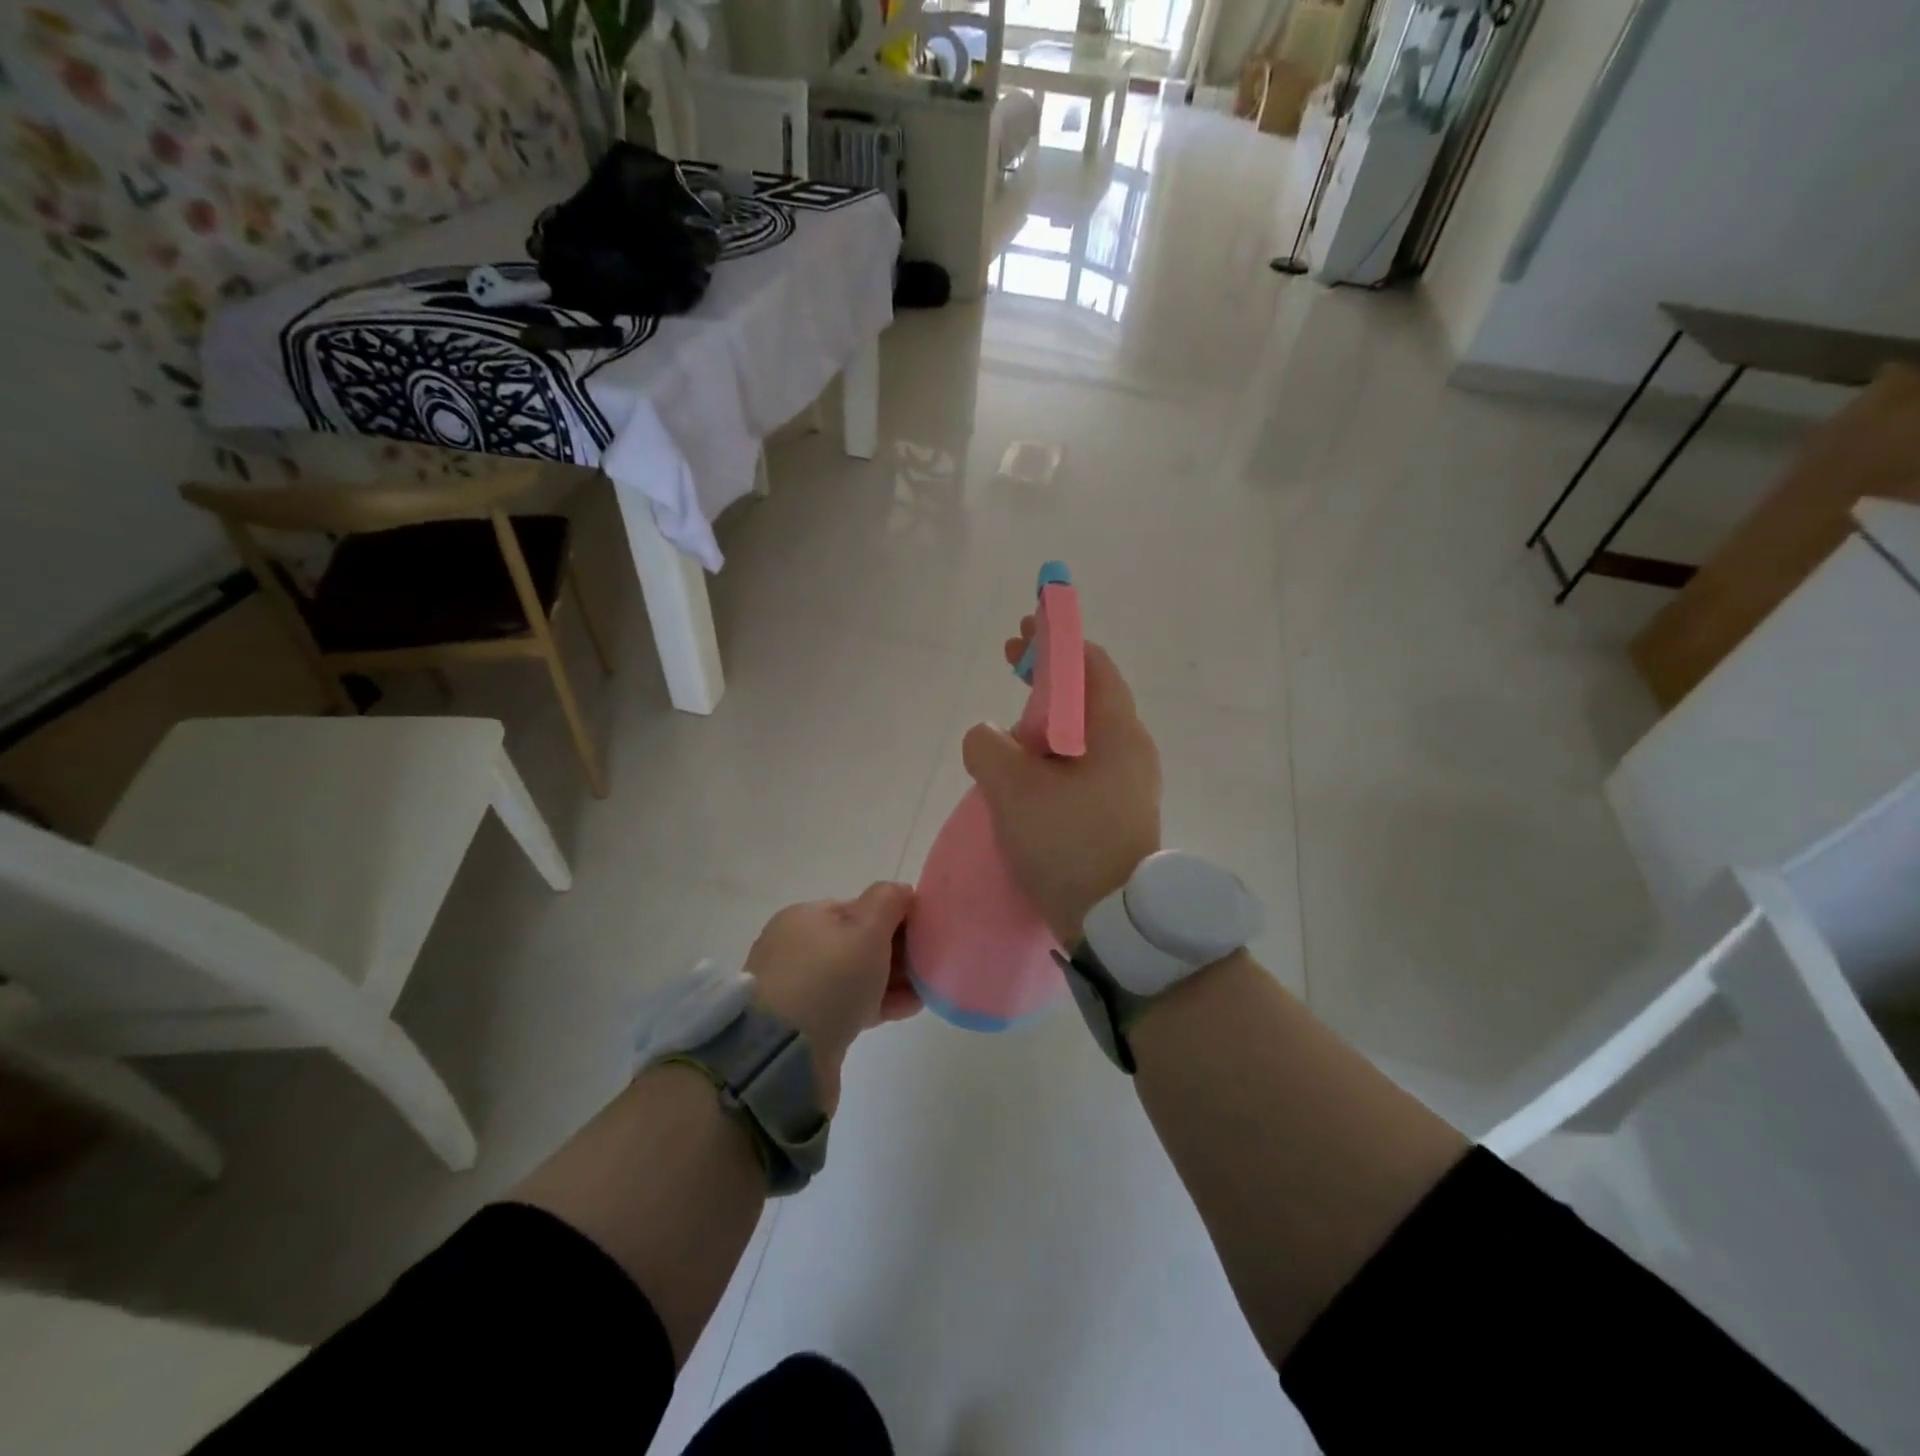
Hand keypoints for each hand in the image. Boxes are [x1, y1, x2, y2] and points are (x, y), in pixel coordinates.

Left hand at [745, 882, 918, 1111]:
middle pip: (857, 942)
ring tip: (926, 988)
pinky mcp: (806, 1026)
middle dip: (895, 950)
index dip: (895, 916)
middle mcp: (796, 948)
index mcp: (804, 917)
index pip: (858, 907)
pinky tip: (909, 1007)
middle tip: (929, 962)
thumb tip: (901, 891)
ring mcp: (798, 989)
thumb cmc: (829, 980)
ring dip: (891, 979)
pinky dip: (878, 1003)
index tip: (925, 932)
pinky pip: (850, 1005)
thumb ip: (888, 902)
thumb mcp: (866, 930)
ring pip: (855, 976)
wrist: (784, 1057)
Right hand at [962, 619, 1161, 946]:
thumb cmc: (1068, 844)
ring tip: (1011, 722)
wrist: (1114, 924)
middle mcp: (1131, 748)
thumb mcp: (1013, 789)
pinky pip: (1082, 763)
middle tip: (1010, 664)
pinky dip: (1054, 751)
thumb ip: (988, 747)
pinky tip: (1026, 770)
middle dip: (1047, 675)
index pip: (1090, 663)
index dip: (1055, 640)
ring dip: (1047, 716)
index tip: (1022, 633)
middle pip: (1087, 693)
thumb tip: (988, 738)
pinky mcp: (1117, 810)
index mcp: (1117, 731)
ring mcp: (1128, 782)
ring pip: (1083, 731)